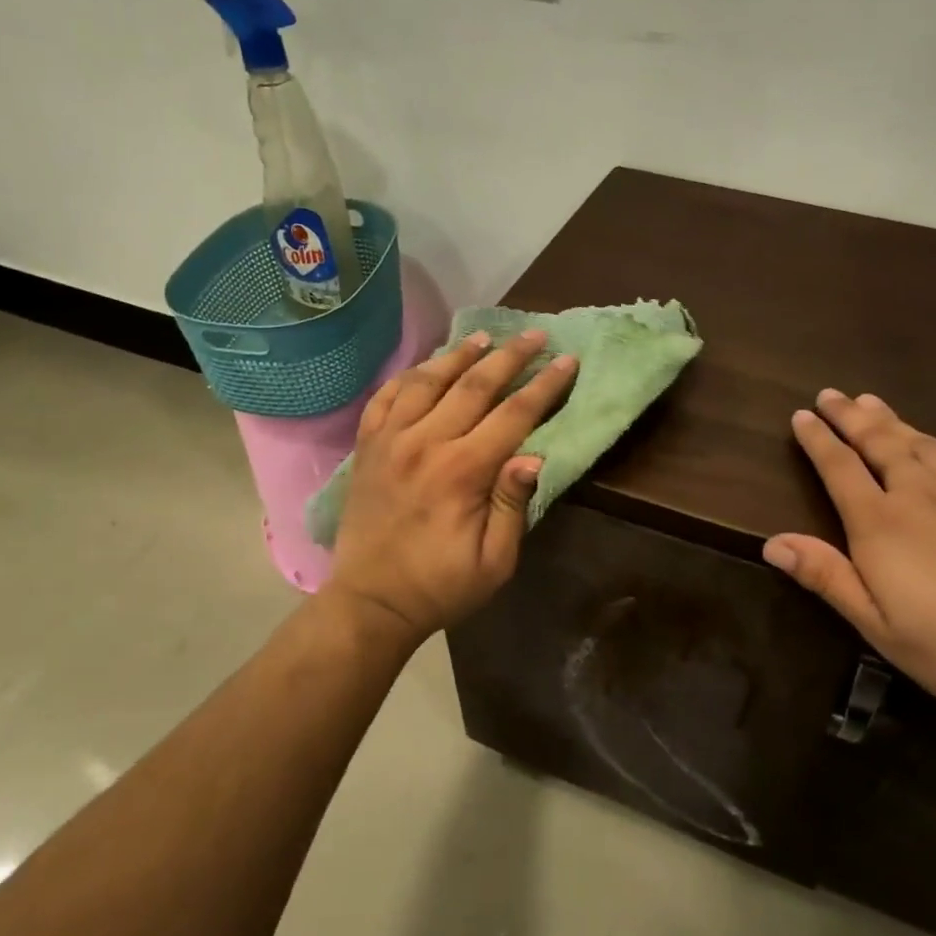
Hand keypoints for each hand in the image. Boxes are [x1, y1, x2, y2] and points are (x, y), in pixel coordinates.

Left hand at [327, 330, 577, 642]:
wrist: (371, 601)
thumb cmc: (441, 586)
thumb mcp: (494, 562)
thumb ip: (513, 505)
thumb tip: (535, 455)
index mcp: (462, 471)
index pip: (513, 414)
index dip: (545, 386)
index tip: (567, 360)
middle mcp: (425, 442)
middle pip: (474, 384)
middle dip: (510, 356)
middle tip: (534, 334)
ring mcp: (390, 440)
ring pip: (428, 380)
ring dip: (459, 354)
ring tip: (484, 335)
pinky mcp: (367, 447)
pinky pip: (386, 396)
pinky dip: (409, 375)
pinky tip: (427, 366)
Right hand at [763, 390, 935, 733]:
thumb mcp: (882, 629)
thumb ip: (828, 578)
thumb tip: (772, 542)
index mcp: (881, 526)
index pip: (839, 469)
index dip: (817, 440)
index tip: (800, 415)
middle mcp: (919, 494)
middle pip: (877, 442)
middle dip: (849, 417)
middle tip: (830, 394)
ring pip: (918, 441)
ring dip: (888, 419)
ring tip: (869, 401)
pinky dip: (935, 438)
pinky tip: (931, 437)